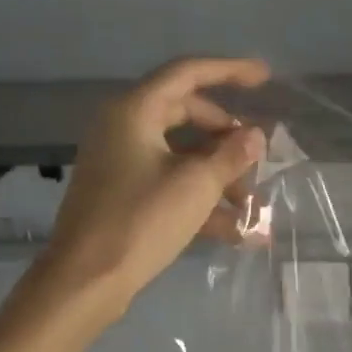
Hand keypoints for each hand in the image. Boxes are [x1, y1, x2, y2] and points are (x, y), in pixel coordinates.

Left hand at [36, 57, 268, 316]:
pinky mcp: (123, 195)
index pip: (187, 73)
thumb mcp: (196, 186)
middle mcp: (124, 128)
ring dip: (219, 176)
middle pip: (187, 115)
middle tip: (257, 157)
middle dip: (227, 138)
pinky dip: (201, 200)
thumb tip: (256, 135)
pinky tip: (236, 231)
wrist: (85, 281)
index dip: (229, 70)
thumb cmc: (141, 221)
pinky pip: (170, 184)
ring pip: (181, 155)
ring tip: (254, 207)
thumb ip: (231, 155)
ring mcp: (122, 163)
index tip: (265, 77)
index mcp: (135, 111)